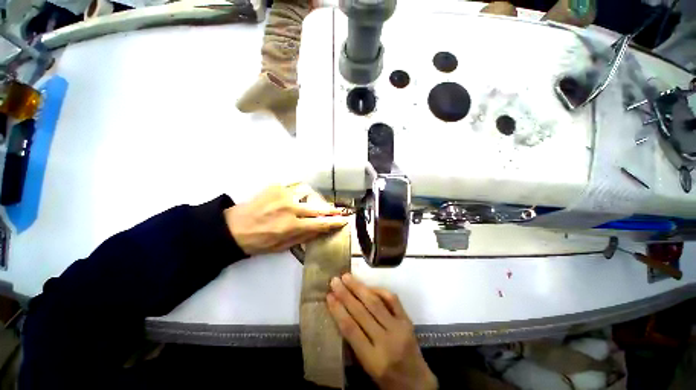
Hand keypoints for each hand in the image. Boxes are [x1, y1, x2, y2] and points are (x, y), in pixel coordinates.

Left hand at [224, 184, 346, 254]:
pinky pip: (295, 187)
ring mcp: (283, 195)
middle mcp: (290, 208)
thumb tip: (321, 230)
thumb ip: (304, 237)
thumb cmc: (258, 242)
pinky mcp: (276, 187)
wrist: (233, 228)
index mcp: (291, 226)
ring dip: (312, 200)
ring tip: (310, 204)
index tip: (343, 220)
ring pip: (308, 194)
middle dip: (331, 210)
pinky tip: (296, 197)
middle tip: (339, 210)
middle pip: (318, 208)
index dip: (334, 222)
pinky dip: (299, 192)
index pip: (320, 223)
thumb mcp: (282, 247)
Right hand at [327, 274, 437, 389]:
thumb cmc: (387, 378)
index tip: (329, 296)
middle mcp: (386, 342)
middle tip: (335, 280)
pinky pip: (392, 299)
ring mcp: (399, 329)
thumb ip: (355, 342)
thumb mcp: (366, 367)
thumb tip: (341, 313)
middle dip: (345, 294)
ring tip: (347, 277)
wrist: (417, 383)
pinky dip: (379, 290)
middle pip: (361, 312)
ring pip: (375, 303)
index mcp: (373, 360)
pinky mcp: (408, 321)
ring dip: (359, 288)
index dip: (338, 310)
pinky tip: (368, 286)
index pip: (351, 329)